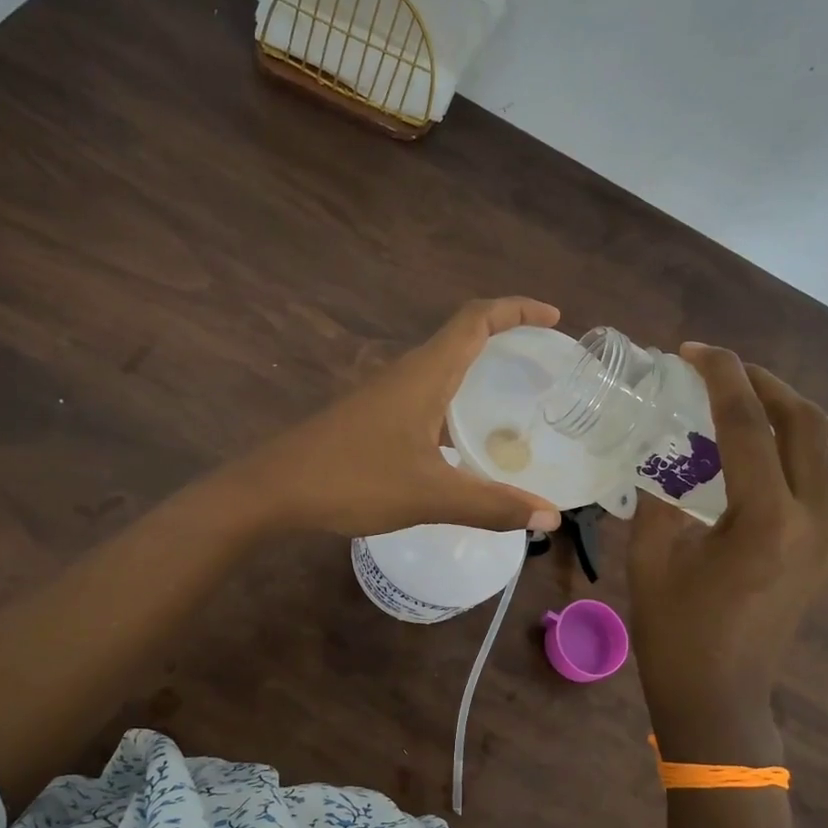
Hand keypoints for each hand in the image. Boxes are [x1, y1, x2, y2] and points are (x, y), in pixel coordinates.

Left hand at [233, 298, 566, 537]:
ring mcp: (386, 395)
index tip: (553, 319)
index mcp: (425, 374)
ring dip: (480, 374)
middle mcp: (407, 374)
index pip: (476, 319)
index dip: (517, 310)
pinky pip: (427, 398)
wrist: (274, 490)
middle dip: (507, 339)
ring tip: (516, 403)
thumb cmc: (353, 479)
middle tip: (544, 364)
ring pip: (443, 370)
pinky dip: (456, 405)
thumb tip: (550, 518)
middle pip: (463, 338)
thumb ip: (491, 505)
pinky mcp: (373, 418)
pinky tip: (466, 444)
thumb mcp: (430, 496)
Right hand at [629, 344, 827, 762]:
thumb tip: (665, 455)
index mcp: (762, 520)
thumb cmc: (674, 630)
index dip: (721, 376)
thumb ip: (660, 495)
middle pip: (808, 428)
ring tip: (802, 424)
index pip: (748, 425)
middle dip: (766, 386)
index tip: (695, 351)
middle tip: (727, 376)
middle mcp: (814, 526)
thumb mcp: (650, 553)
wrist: (713, 694)